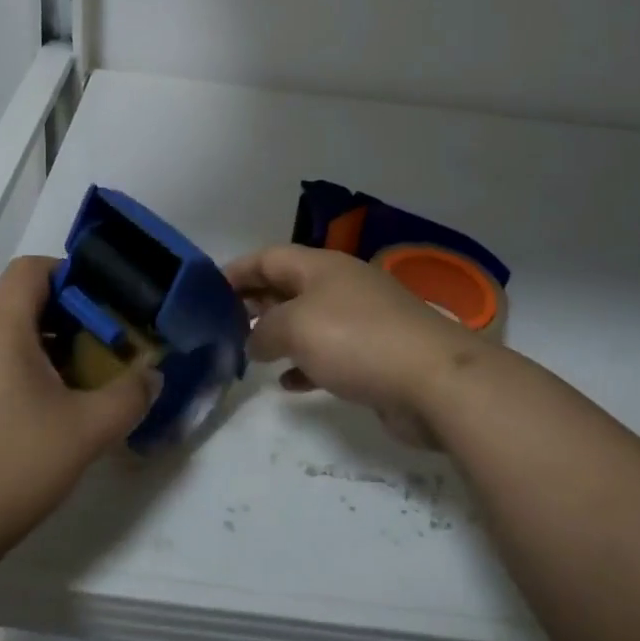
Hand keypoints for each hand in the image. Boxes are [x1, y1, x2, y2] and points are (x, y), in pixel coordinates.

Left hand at [0, 257, 153, 556]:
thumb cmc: (12, 465)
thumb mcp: (87, 431)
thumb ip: (129, 397)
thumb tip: (153, 377)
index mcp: (2, 332)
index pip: (29, 269)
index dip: (68, 272)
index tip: (102, 301)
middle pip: (24, 306)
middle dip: (71, 319)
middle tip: (106, 347)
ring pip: (11, 342)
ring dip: (51, 352)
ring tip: (84, 384)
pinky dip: (27, 377)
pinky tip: (49, 419)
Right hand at [224, 245, 489, 446]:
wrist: (434, 381)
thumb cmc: (356, 340)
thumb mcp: (295, 327)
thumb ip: (264, 331)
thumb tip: (254, 342)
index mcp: (321, 266)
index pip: (268, 257)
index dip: (236, 270)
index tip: (206, 291)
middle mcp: (340, 286)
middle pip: (287, 286)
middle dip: (255, 302)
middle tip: (223, 324)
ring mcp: (361, 320)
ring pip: (307, 321)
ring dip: (278, 335)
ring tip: (248, 353)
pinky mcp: (374, 355)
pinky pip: (329, 354)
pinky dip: (305, 364)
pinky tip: (288, 383)